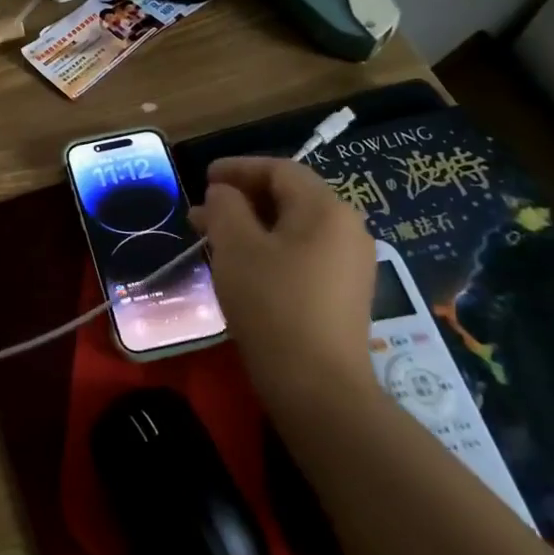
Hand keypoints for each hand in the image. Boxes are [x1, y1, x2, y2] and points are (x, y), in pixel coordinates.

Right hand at [189, 156, 379, 416]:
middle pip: (290, 197)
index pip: (280, 170)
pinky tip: (242, 266)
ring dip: (252, 225)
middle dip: (241, 199)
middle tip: (202, 210)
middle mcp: (347, 228)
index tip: (204, 177)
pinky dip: (270, 248)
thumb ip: (225, 207)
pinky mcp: (345, 293)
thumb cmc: (272, 304)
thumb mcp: (236, 247)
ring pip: (294, 228)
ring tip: (212, 238)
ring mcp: (351, 263)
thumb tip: (225, 193)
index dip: (238, 168)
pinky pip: (304, 254)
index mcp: (326, 208)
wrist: (317, 386)